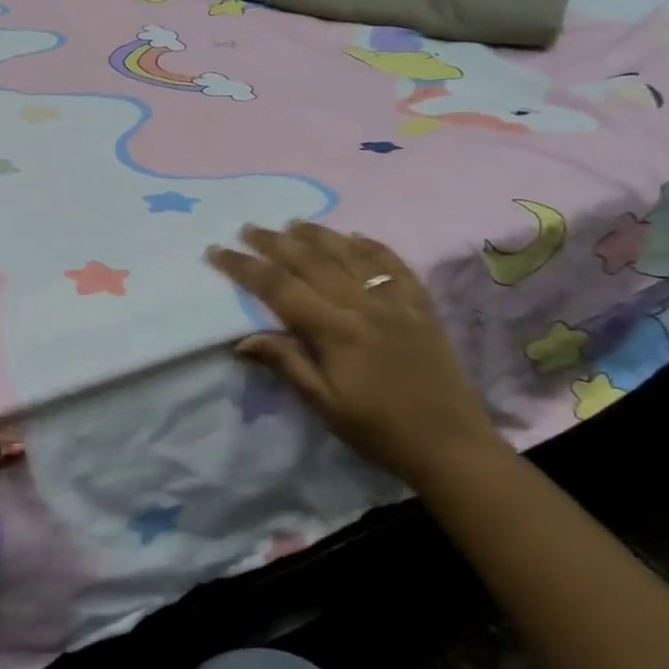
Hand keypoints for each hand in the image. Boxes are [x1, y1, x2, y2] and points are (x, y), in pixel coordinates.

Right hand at [206, 222, 507, 487]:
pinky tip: (355, 237)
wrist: (451, 446)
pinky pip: (394, 264)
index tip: (217, 251)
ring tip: (293, 223)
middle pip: (311, 261)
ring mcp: (396, 302)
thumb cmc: (379, 430)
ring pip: (350, 254)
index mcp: (336, 331)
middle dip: (275, 242)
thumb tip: (242, 338)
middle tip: (248, 228)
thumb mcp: (324, 404)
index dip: (245, 267)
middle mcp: (364, 305)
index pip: (279, 288)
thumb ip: (286, 363)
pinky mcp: (421, 306)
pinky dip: (372, 246)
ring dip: (318, 235)